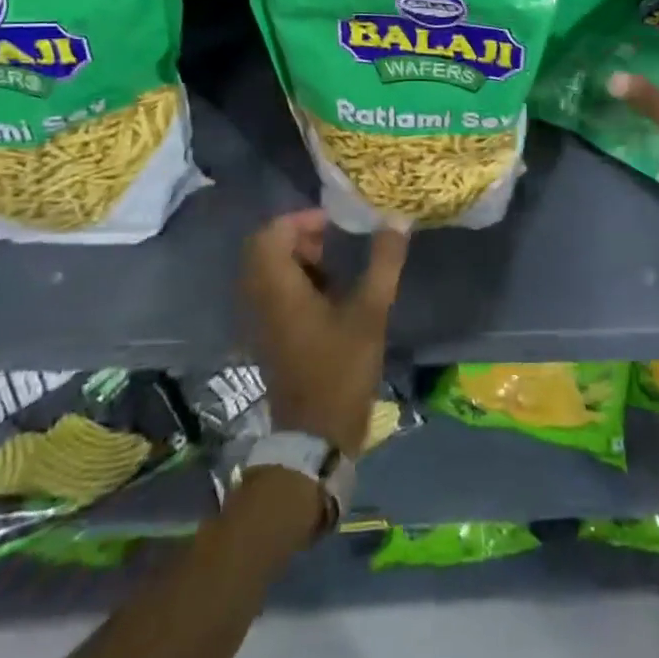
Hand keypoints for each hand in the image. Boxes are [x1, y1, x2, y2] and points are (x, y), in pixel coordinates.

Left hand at [241, 211, 407, 456]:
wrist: (315, 438)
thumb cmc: (340, 370)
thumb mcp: (370, 312)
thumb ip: (384, 262)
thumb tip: (397, 219)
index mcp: (278, 290)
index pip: (270, 234)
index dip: (300, 219)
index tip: (334, 223)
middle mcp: (261, 301)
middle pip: (266, 250)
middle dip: (301, 237)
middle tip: (336, 240)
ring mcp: (262, 322)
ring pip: (270, 271)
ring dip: (300, 259)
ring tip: (339, 265)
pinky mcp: (271, 337)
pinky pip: (275, 292)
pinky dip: (298, 281)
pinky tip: (332, 294)